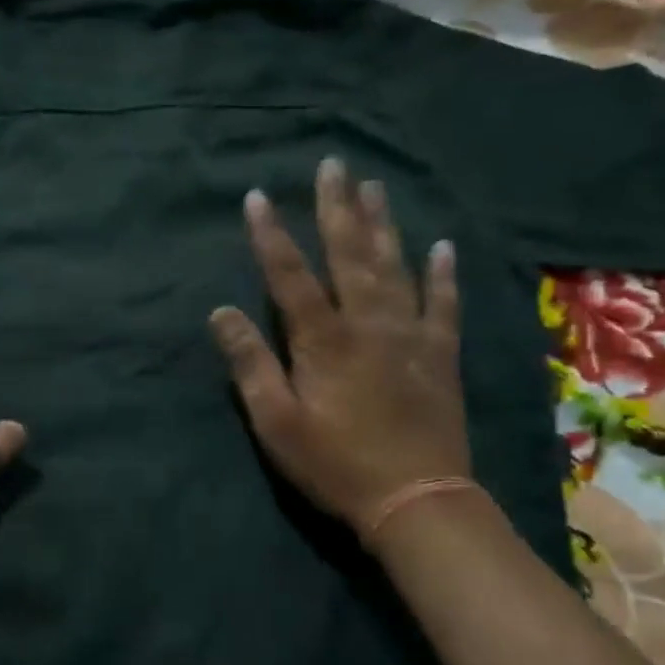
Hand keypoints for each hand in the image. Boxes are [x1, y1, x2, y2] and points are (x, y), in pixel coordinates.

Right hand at [209, 157, 469, 540]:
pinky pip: (443, 304)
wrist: (416, 500)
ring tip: (374, 186)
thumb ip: (250, 365)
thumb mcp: (276, 423)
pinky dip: (442, 274)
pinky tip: (442, 246)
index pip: (290, 275)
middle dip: (336, 208)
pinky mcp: (440, 355)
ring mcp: (410, 336)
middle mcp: (369, 324)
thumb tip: (221, 313)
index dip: (270, 235)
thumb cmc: (335, 464)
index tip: (257, 197)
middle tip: (332, 164)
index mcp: (324, 340)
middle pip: (349, 255)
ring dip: (382, 224)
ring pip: (395, 267)